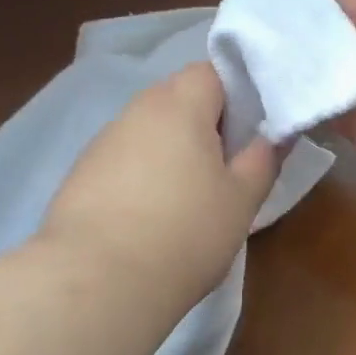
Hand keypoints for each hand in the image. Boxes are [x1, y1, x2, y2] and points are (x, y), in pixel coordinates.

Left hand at [41, 63, 282, 302]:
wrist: (95, 282)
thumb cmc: (184, 233)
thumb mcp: (241, 201)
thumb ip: (263, 160)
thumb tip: (275, 135)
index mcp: (179, 103)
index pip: (211, 71)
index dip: (235, 95)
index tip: (248, 134)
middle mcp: (137, 109)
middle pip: (178, 97)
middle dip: (203, 124)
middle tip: (224, 169)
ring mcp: (104, 140)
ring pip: (149, 130)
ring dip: (170, 150)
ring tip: (185, 199)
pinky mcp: (80, 172)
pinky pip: (123, 158)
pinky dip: (140, 175)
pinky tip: (147, 217)